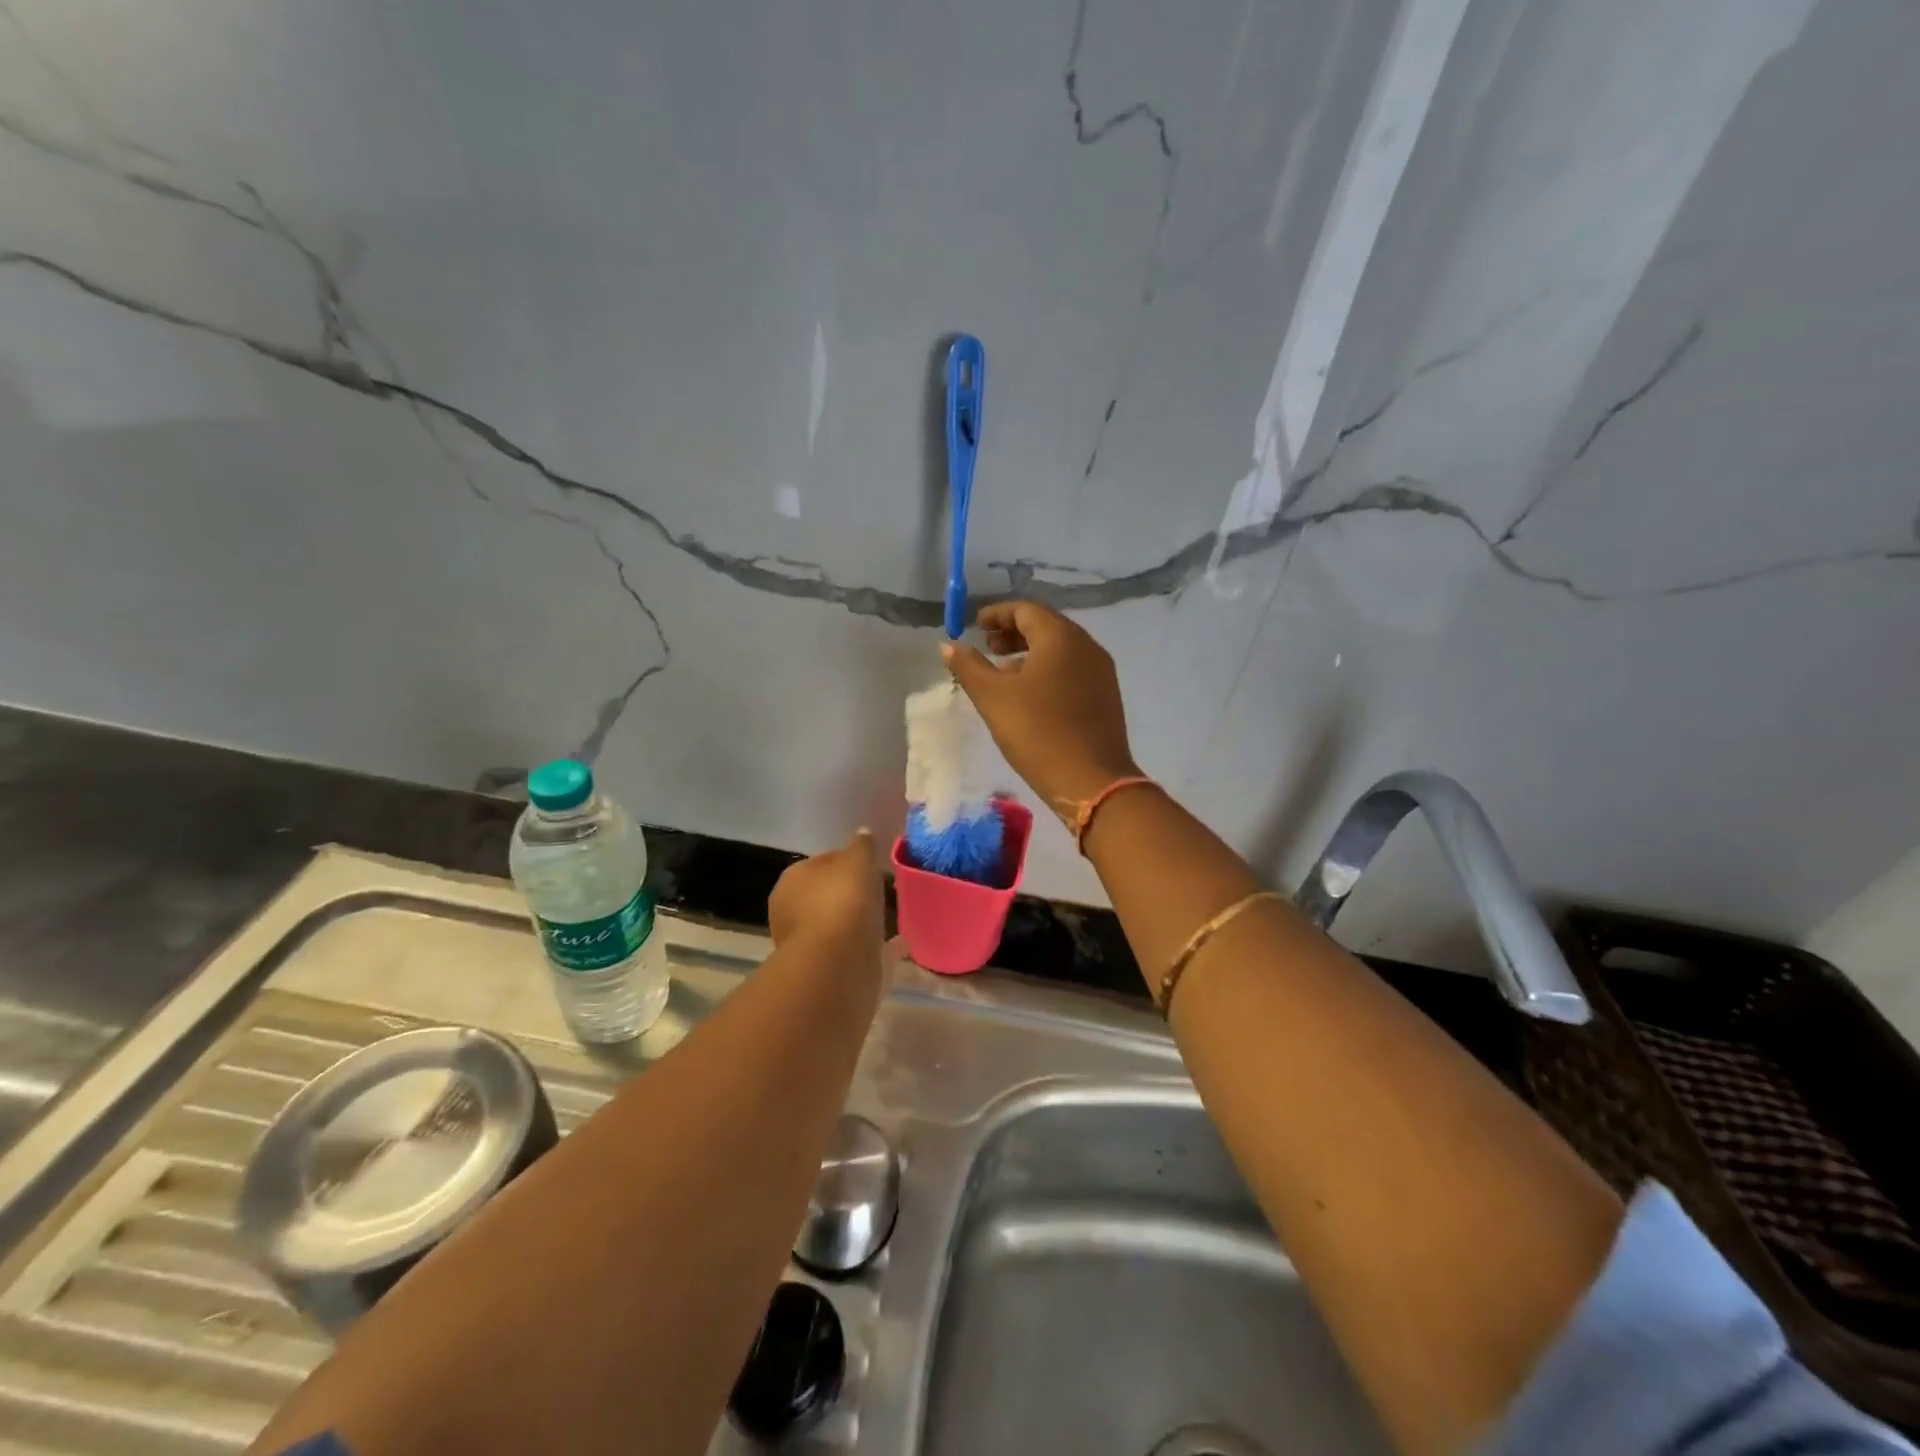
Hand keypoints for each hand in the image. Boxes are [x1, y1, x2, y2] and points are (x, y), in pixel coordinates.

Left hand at [768, 828, 884, 965]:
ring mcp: (807, 943)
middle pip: (827, 896)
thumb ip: (862, 846)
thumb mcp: (858, 860)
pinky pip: (854, 950)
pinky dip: (872, 946)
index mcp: (792, 880)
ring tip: (889, 918)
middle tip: (880, 892)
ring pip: (838, 925)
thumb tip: (863, 832)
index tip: (870, 866)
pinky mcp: (826, 969)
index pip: (821, 863)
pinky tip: (897, 945)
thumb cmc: (842, 901)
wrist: (838, 962)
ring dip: (859, 922)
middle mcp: (791, 911)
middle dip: (850, 894)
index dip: (846, 862)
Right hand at [941, 601, 1139, 818]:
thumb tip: (949, 645)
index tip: (975, 626)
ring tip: (1003, 673)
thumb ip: (969, 666)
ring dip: (1030, 653)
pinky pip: (1072, 670)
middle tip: (987, 647)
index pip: (1026, 610)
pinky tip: (1030, 695)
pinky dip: (1047, 671)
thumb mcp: (993, 697)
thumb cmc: (1037, 731)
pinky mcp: (1106, 697)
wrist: (1090, 781)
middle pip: (1046, 626)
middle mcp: (1086, 646)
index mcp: (1061, 637)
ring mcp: (1101, 672)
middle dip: (1013, 633)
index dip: (997, 614)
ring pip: (1060, 650)